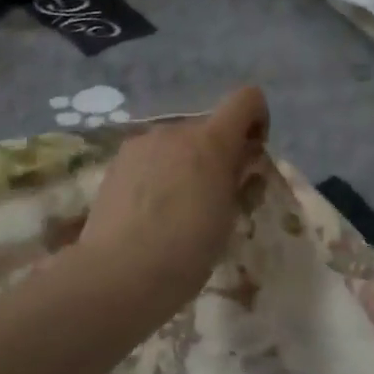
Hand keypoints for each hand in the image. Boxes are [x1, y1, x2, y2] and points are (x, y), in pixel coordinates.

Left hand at [75, 86, 269, 319]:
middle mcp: (175, 131)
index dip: (257, 120)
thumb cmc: (186, 251)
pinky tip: (150, 211)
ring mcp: (141, 144)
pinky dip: (160, 173)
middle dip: (218, 153)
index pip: (247, 99)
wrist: (118, 274)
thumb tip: (241, 161)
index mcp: (211, 142)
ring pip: (177, 143)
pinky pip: (151, 157)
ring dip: (186, 163)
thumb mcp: (228, 217)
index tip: (251, 157)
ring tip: (178, 208)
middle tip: (214, 197)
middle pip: (209, 127)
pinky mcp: (117, 162)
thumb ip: (238, 179)